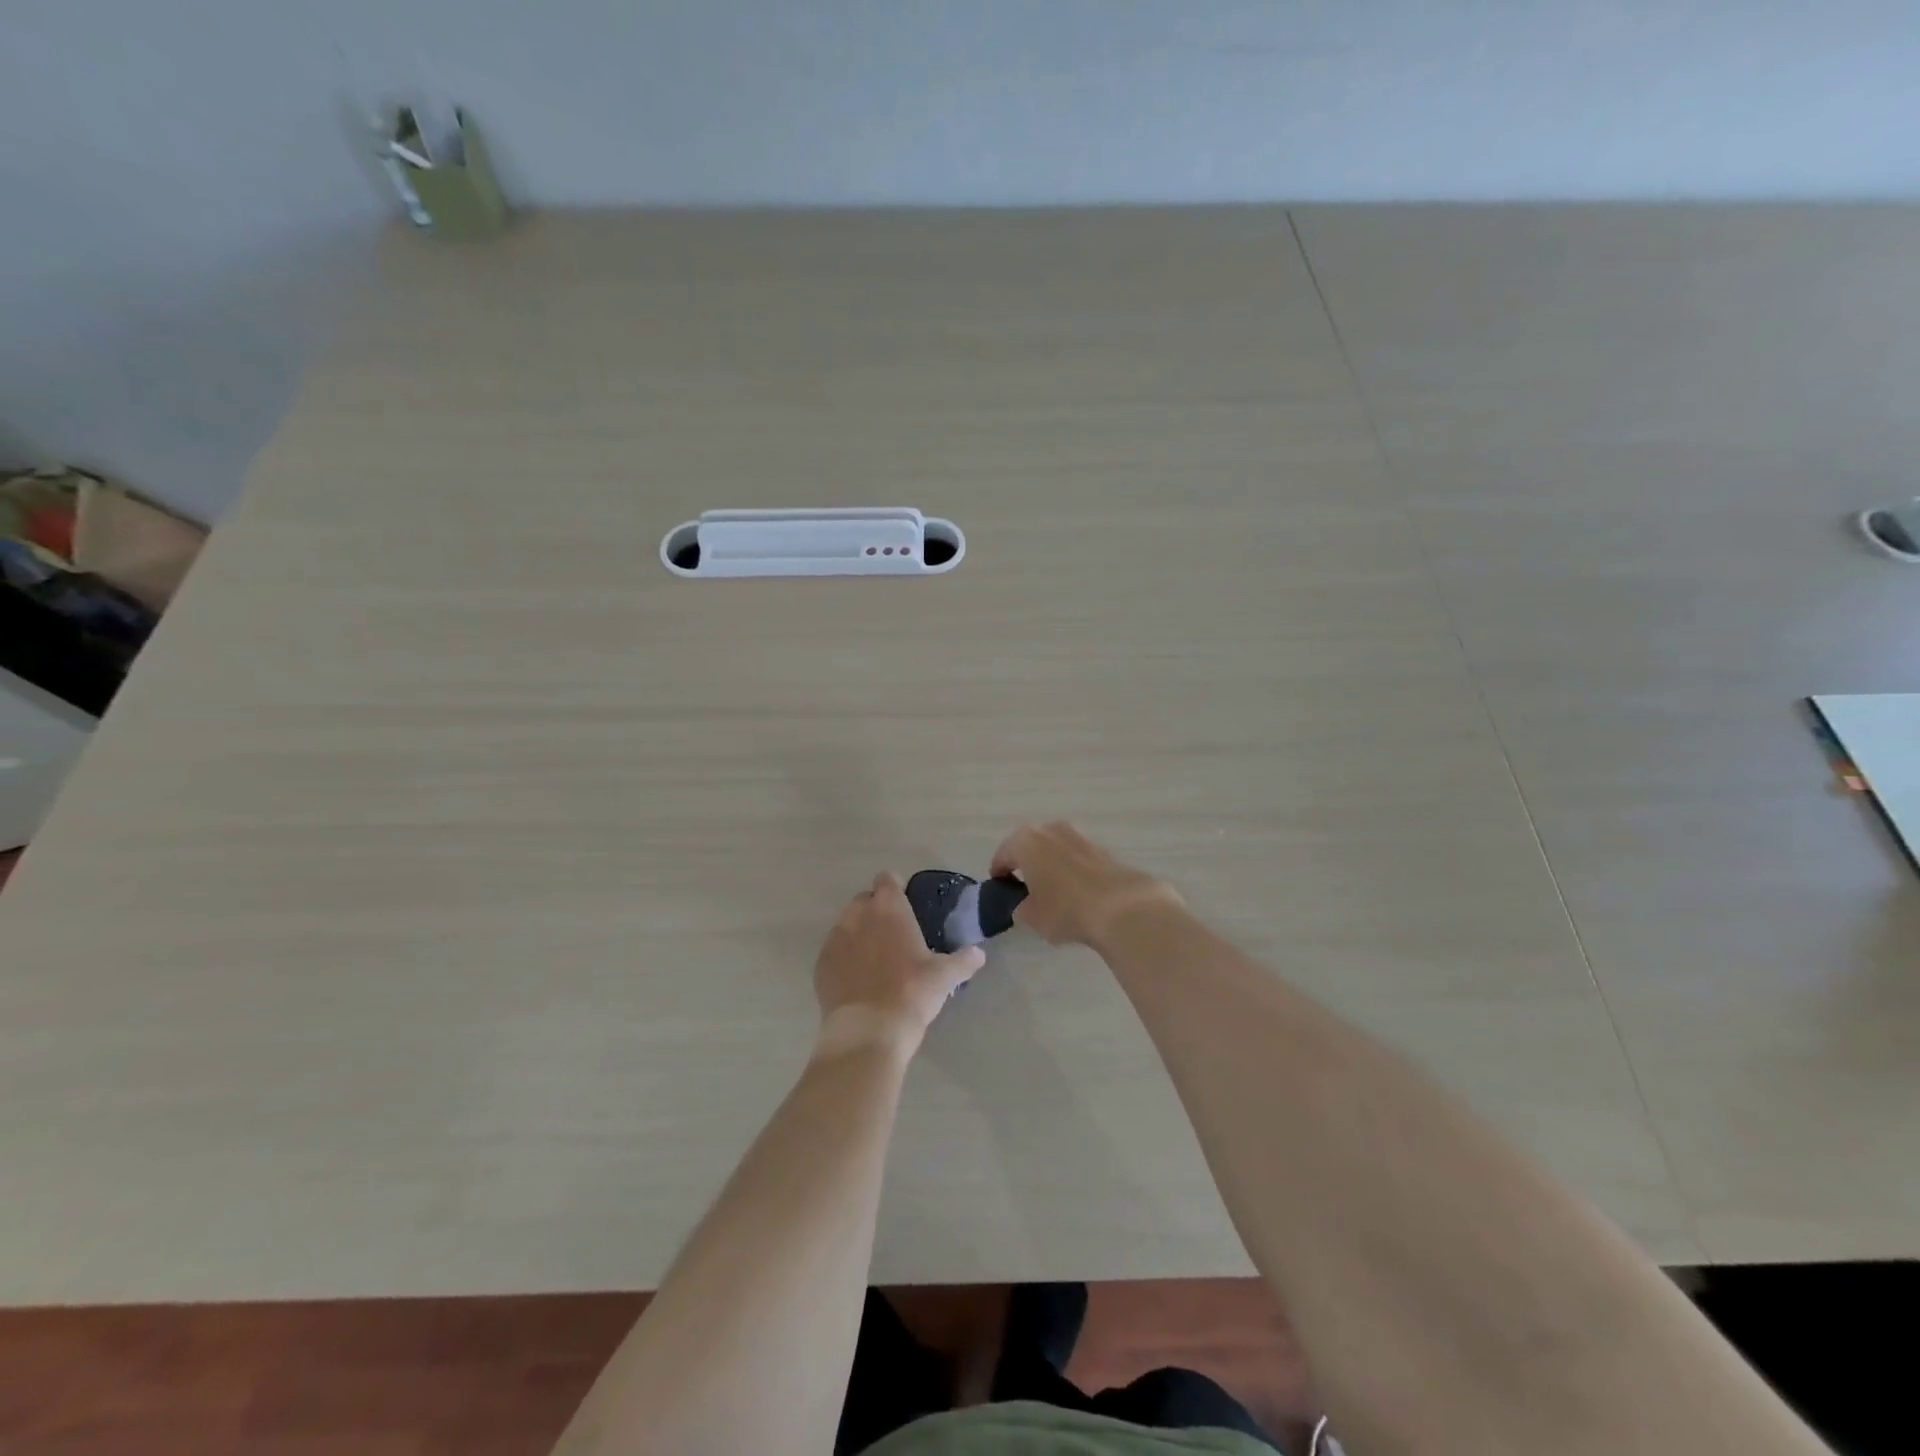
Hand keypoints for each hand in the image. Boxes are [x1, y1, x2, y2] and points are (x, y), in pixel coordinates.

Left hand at [812, 873, 985, 1057]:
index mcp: (889, 908)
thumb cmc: (912, 993)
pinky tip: (856, 980)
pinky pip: (833, 951)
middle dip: (876, 911)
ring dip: (858, 933)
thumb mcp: (945, 976)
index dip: (895, 888)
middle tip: (893, 935)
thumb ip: (964, 960)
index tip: (905, 904)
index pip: (887, 879)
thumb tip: (979, 953)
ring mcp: (835, 938)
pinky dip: (843, 958)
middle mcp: (858, 915)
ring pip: (846, 924)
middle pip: (864, 900)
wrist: (869, 1030)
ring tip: (874, 959)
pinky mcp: (821, 963)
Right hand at [990, 821, 1182, 948]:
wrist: (1121, 906)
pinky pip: (1076, 858)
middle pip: (1030, 847)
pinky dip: (1071, 870)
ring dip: (1050, 864)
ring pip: (1054, 849)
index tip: (1000, 888)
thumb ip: (1021, 907)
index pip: (1003, 856)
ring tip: (1051, 890)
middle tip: (1024, 887)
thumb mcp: (1031, 917)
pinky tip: (1075, 891)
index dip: (999, 873)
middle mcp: (1050, 830)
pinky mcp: (1101, 848)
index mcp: (1025, 841)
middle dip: (1026, 864)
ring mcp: (1078, 835)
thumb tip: (1025, 904)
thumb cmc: (1064, 908)